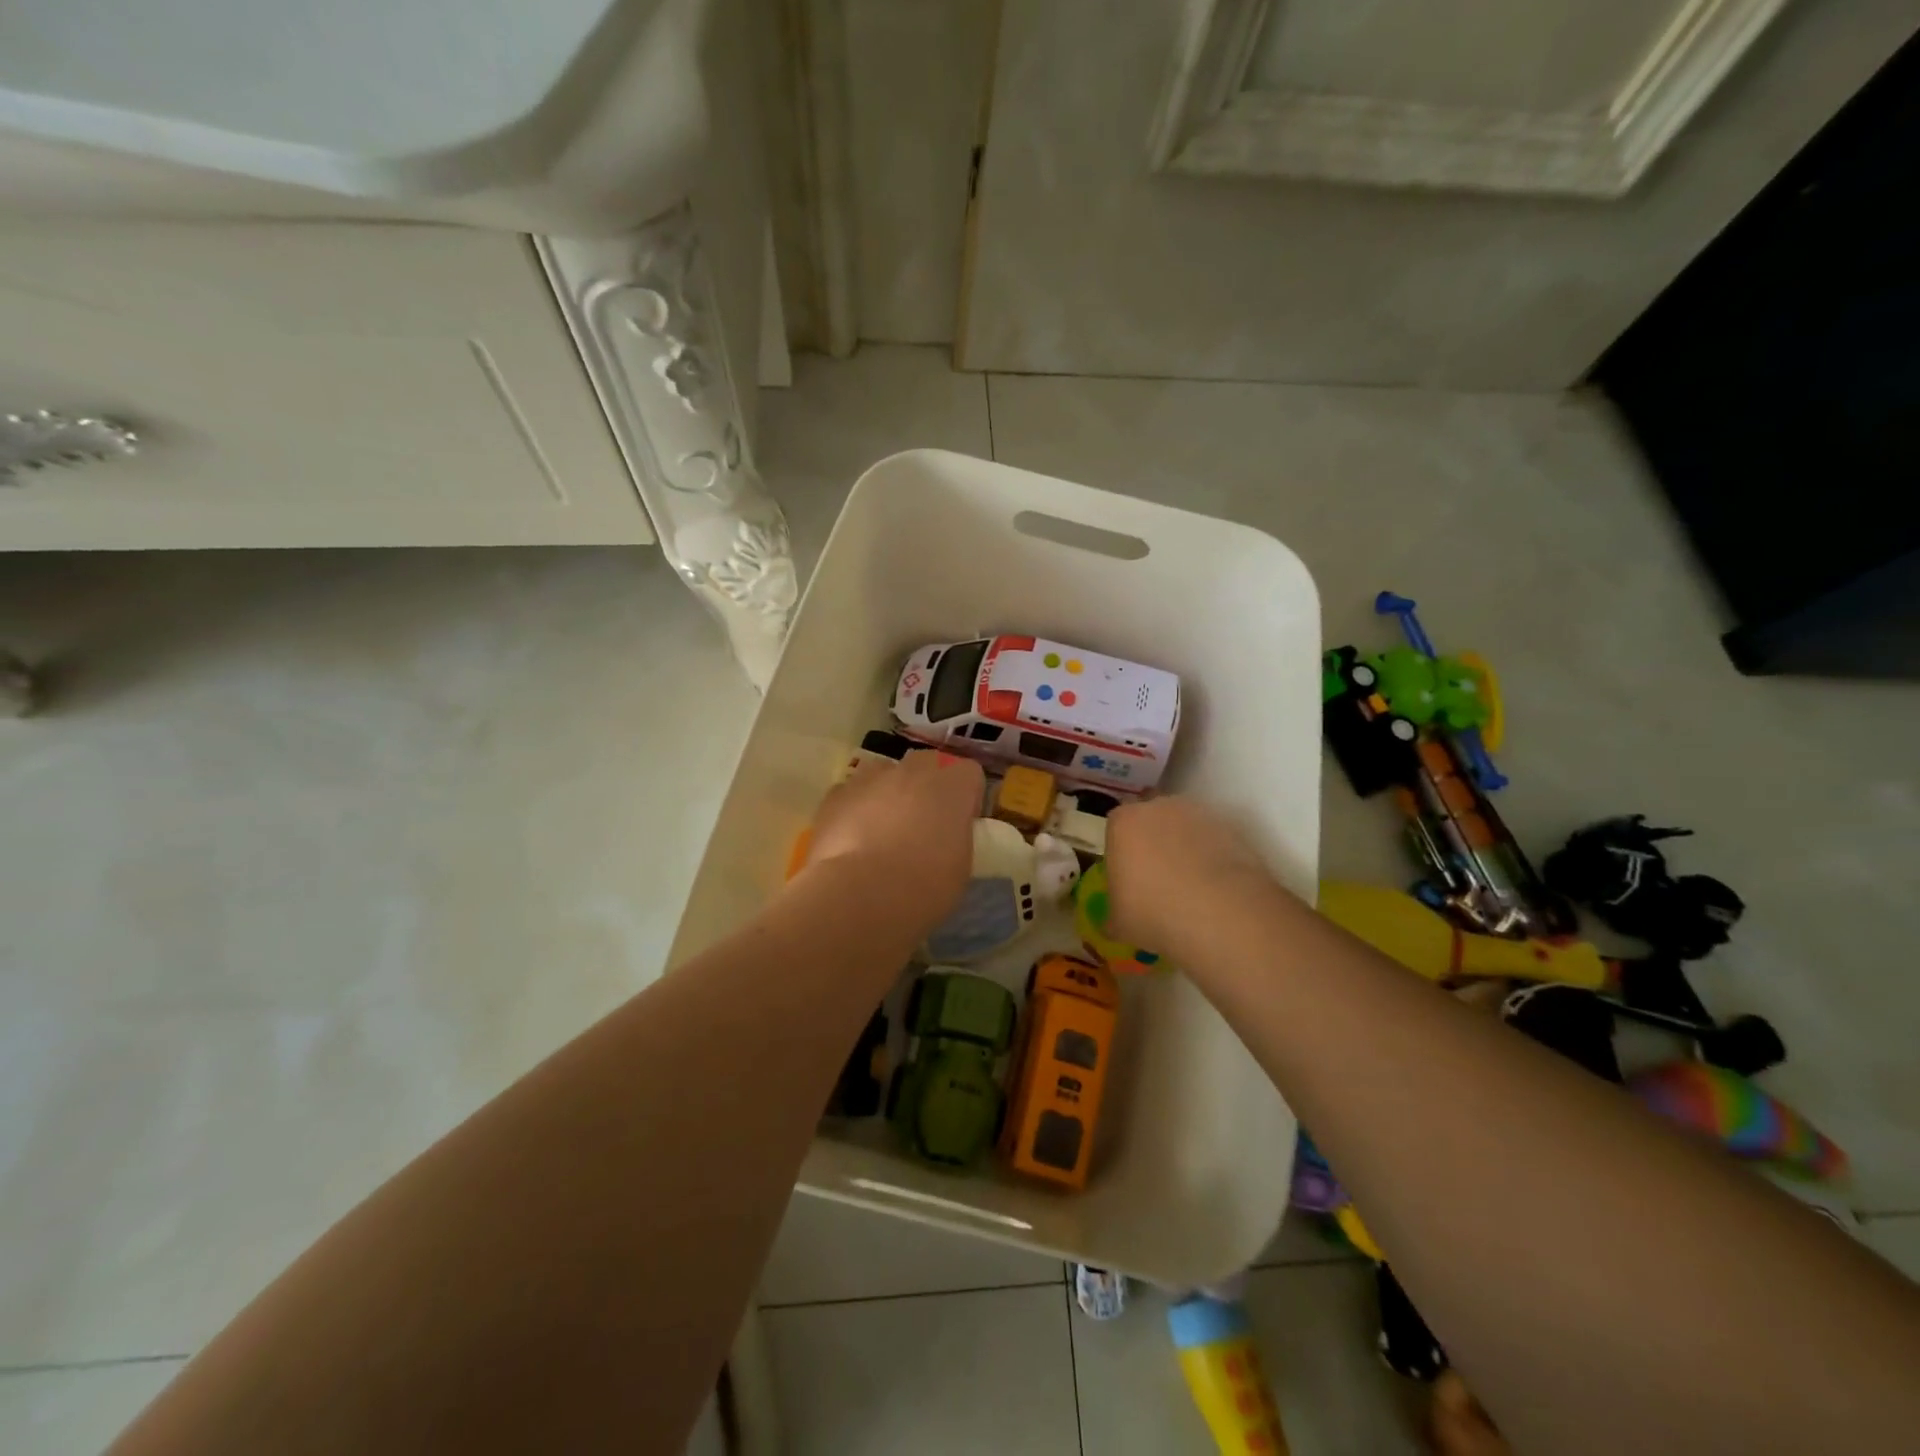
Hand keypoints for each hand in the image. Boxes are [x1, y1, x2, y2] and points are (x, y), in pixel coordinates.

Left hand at [803, 750, 983, 932]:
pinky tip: (852, 839)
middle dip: (927, 786)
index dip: (967, 797)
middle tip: (923, 824)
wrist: (859, 895)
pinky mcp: (835, 795)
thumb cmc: (923, 887)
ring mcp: (870, 778)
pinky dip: (855, 809)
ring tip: (883, 830)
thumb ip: (955, 839)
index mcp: (951, 787)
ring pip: (885, 773)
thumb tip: (944, 838)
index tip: (961, 824)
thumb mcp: (960, 868)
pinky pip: (851, 793)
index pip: (969, 773)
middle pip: (927, 764)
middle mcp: (912, 771)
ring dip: (889, 792)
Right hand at [1103, 795, 1270, 957]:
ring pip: (1185, 827)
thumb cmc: (1154, 912)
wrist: (1220, 913)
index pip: (1116, 828)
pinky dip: (1213, 857)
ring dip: (1185, 848)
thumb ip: (1114, 911)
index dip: (1122, 851)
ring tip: (1192, 887)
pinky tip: (1216, 888)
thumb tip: (1114, 921)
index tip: (1128, 877)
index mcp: (1123, 823)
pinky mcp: (1232, 828)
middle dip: (1154, 842)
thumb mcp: (1119, 922)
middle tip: (1159, 880)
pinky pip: (1214, 841)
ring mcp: (1198, 814)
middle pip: (1151, 820)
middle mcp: (1158, 808)